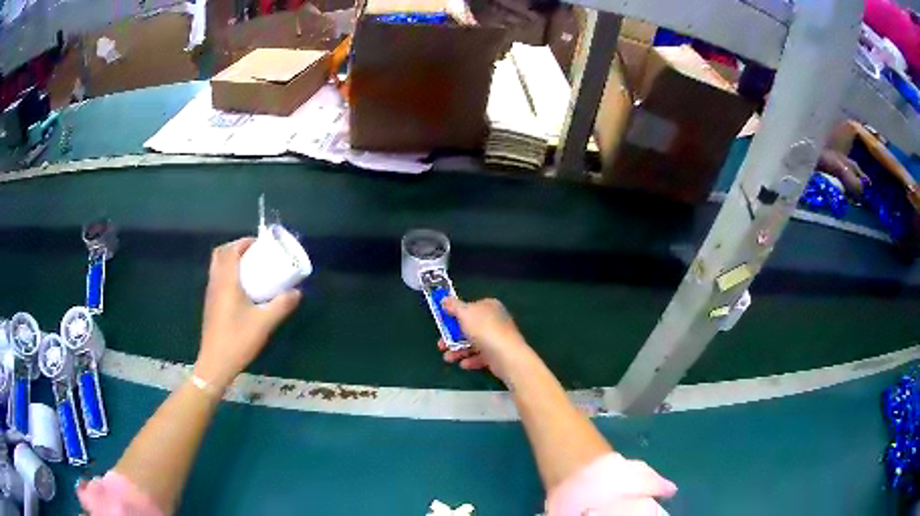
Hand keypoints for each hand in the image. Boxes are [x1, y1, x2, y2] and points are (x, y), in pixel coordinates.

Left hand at [194, 238, 301, 390]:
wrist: (216, 363)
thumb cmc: (238, 339)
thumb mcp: (264, 323)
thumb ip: (281, 305)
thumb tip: (296, 292)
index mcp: (226, 281)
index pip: (230, 250)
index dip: (243, 242)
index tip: (260, 243)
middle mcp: (216, 283)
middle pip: (220, 254)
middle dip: (237, 248)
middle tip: (254, 254)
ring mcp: (211, 294)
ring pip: (218, 267)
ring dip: (231, 261)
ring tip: (250, 268)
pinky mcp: (211, 305)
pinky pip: (218, 279)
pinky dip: (229, 274)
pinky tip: (243, 290)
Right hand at [437, 297, 529, 382]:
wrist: (506, 356)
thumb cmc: (484, 330)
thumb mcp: (464, 313)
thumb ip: (453, 306)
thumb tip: (445, 299)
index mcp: (489, 306)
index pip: (470, 307)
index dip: (455, 315)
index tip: (442, 323)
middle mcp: (494, 320)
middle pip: (469, 327)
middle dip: (452, 337)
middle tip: (441, 345)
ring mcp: (497, 338)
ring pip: (473, 343)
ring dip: (458, 351)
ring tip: (448, 358)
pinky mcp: (498, 354)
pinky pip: (481, 356)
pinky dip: (471, 360)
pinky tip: (463, 364)